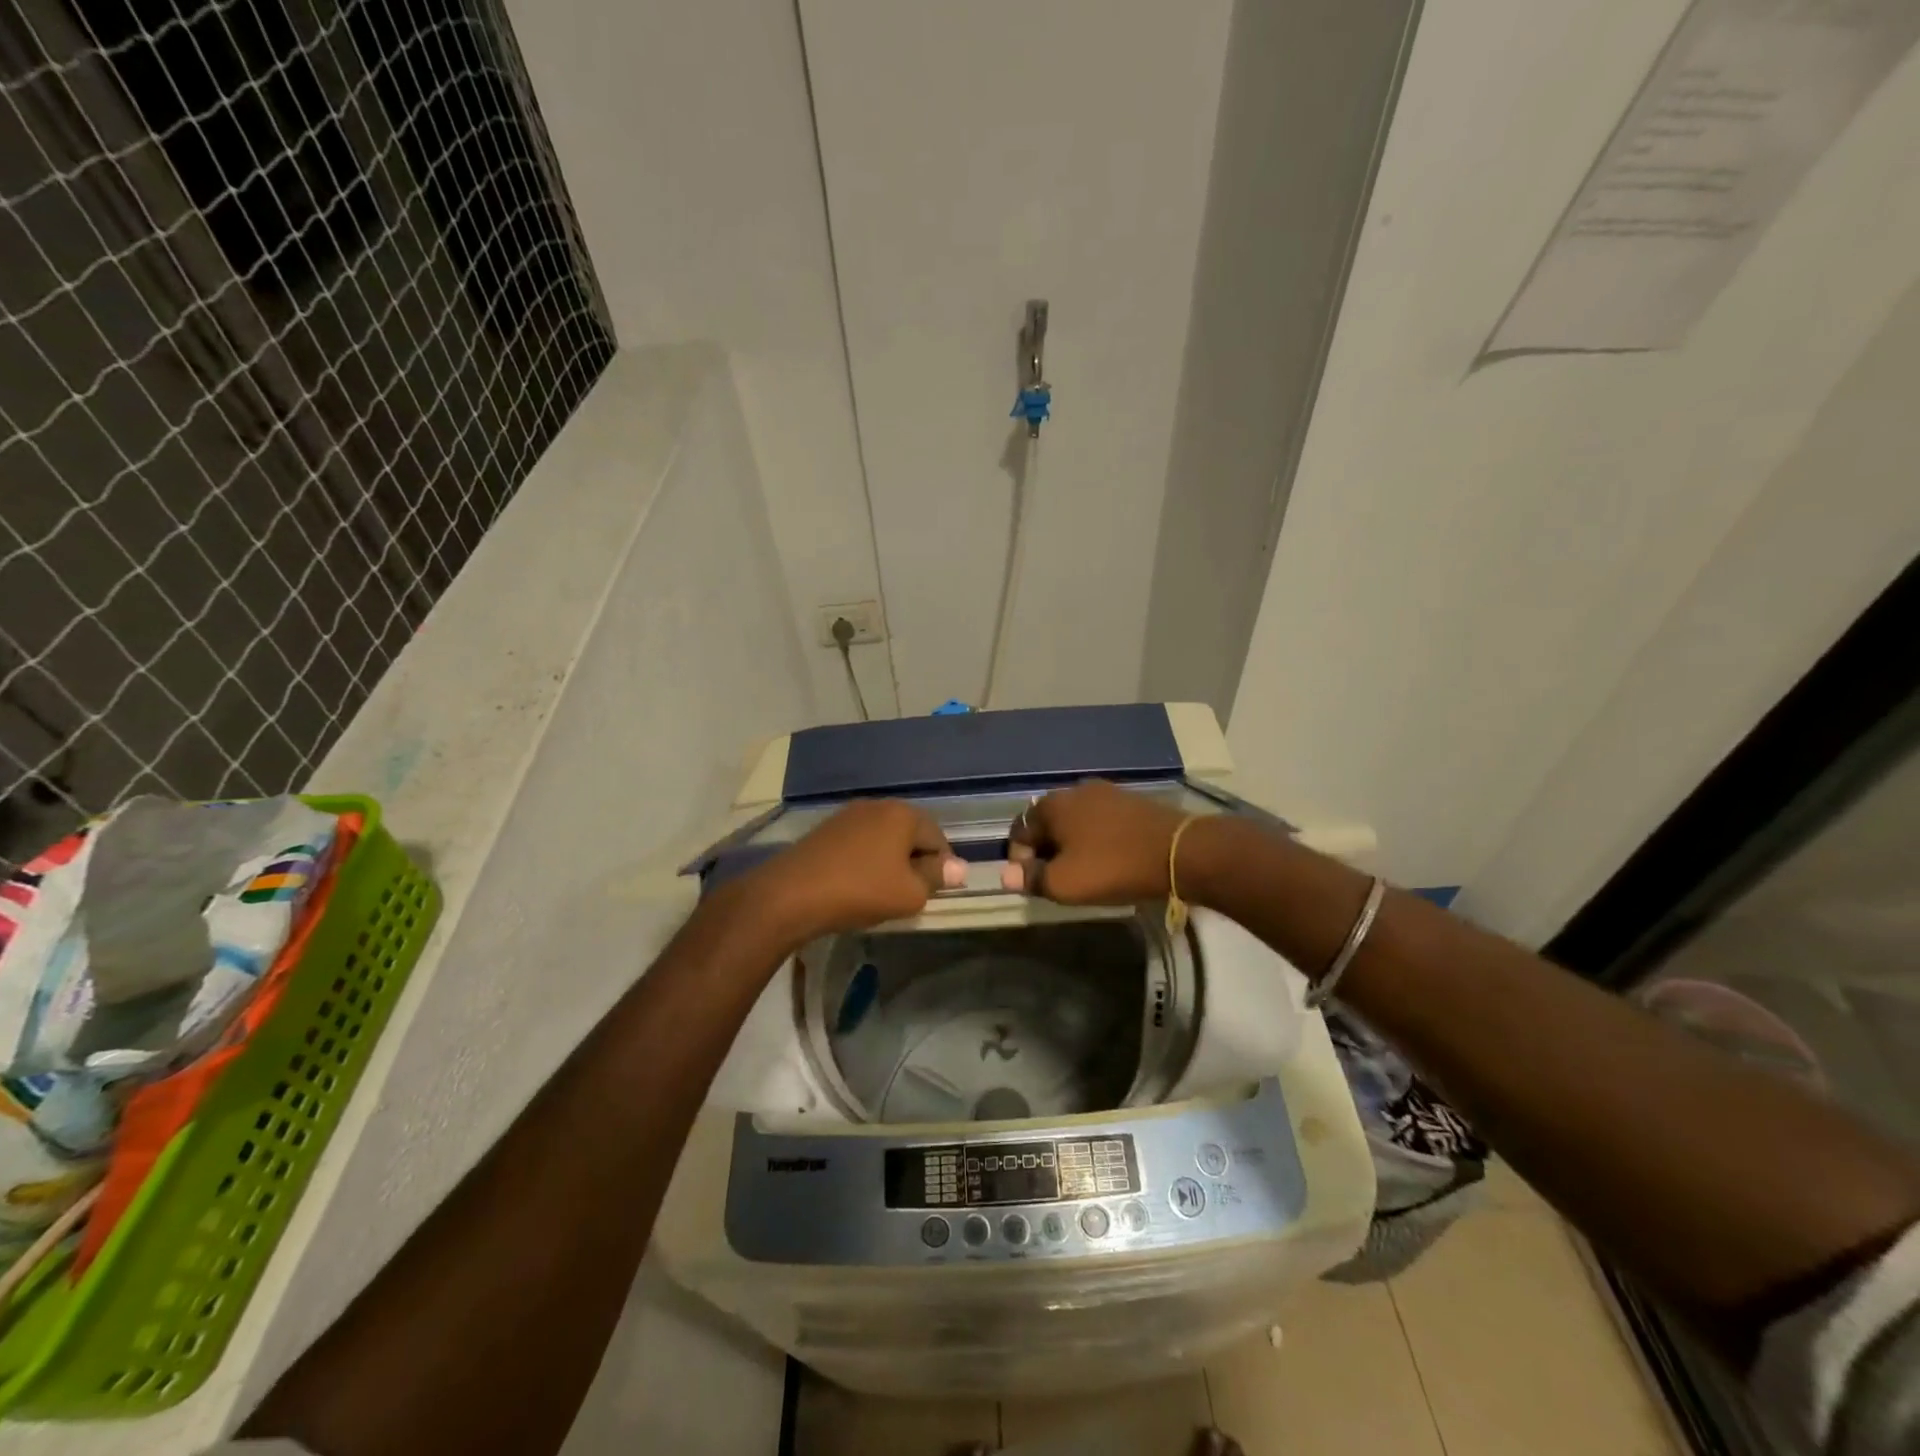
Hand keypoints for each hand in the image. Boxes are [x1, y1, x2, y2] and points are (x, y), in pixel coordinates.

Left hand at [749, 799, 963, 943]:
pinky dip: (866, 861)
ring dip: (890, 861)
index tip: (934, 893)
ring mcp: (848, 815)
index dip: (942, 867)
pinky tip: (856, 885)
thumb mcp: (910, 893)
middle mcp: (877, 805)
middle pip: (910, 834)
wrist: (791, 894)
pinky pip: (859, 843)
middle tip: (910, 893)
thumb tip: (959, 868)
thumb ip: (937, 878)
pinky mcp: (825, 830)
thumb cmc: (861, 890)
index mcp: (903, 814)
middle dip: (915, 861)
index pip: (938, 837)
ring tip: (883, 892)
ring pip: (883, 838)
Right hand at [1001, 780, 1186, 903]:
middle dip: (1045, 851)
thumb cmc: (1112, 867)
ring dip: (1071, 845)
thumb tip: (1006, 875)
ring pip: (1074, 821)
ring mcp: (1105, 792)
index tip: (1033, 883)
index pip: (1019, 830)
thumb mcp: (1064, 883)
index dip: (1019, 859)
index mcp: (1052, 805)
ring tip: (1083, 871)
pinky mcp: (1129, 801)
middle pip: (1047, 823)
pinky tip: (1107, 858)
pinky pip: (1099, 821)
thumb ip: (1031, 878)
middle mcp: (1074, 791)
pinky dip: (1094, 839)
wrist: (1179, 852)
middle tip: (1057, 879)